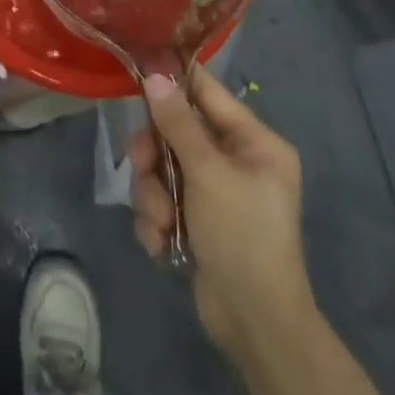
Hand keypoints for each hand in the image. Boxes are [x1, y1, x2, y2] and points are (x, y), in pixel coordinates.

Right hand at [129, 70, 316, 359]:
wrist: (256, 326)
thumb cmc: (242, 236)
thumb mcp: (208, 173)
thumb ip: (177, 123)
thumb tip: (155, 75)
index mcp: (254, 142)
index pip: (207, 93)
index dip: (174, 80)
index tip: (139, 68)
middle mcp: (236, 161)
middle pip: (175, 132)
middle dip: (155, 157)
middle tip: (143, 169)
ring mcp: (215, 192)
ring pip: (162, 169)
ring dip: (152, 195)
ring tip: (161, 222)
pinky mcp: (197, 221)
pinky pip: (162, 200)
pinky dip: (156, 220)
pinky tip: (162, 243)